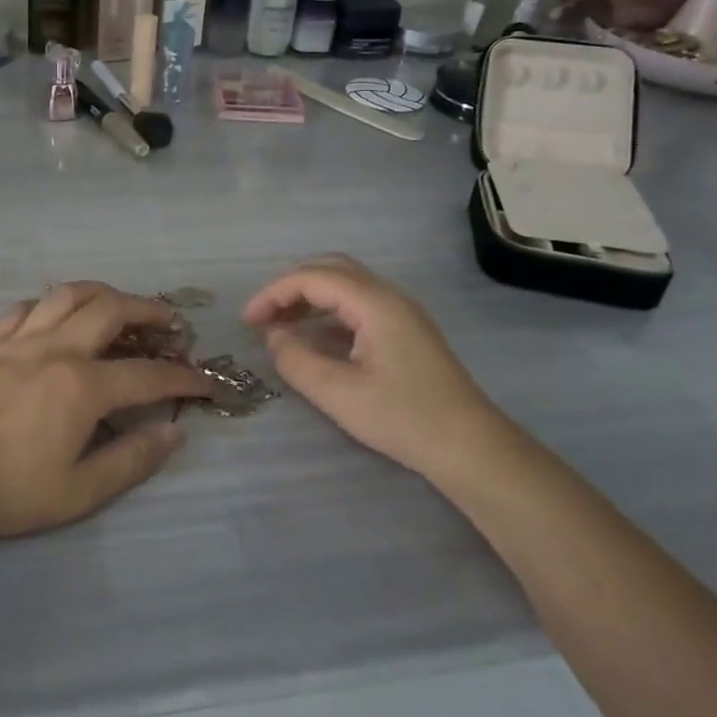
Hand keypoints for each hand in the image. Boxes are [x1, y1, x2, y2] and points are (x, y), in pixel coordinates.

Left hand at [0, 283, 211, 541]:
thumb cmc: (7, 489)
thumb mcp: (78, 492)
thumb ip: (131, 460)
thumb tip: (174, 433)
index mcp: (84, 387)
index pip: (149, 375)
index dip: (184, 377)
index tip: (206, 381)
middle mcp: (57, 350)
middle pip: (112, 310)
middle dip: (149, 311)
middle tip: (169, 322)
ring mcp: (19, 341)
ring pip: (67, 295)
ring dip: (102, 293)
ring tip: (119, 304)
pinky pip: (24, 308)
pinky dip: (49, 304)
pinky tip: (55, 315)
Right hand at [243, 255, 517, 486]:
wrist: (470, 447)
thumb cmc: (403, 417)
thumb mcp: (338, 393)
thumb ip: (297, 360)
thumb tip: (273, 337)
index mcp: (374, 302)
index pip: (312, 278)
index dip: (273, 294)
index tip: (246, 321)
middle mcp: (389, 296)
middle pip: (330, 269)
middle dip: (290, 287)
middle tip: (262, 316)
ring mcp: (401, 312)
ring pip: (345, 285)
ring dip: (309, 298)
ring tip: (280, 325)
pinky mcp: (406, 331)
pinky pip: (358, 305)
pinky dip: (328, 312)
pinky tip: (314, 338)